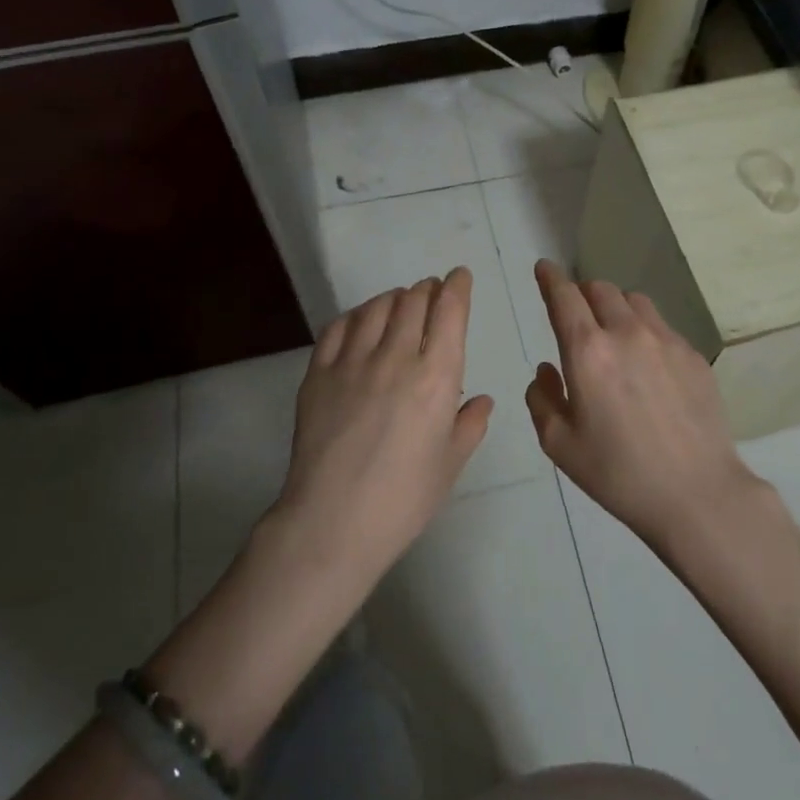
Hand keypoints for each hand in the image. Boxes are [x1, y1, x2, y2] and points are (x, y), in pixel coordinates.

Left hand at [273, 269, 491, 586]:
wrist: (332, 522)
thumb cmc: (403, 499)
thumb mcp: (449, 465)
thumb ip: (469, 425)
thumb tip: (481, 400)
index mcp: (436, 377)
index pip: (449, 311)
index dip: (457, 287)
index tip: (459, 277)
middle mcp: (396, 357)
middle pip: (413, 301)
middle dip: (427, 289)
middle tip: (431, 292)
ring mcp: (353, 361)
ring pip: (376, 307)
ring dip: (393, 297)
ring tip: (399, 302)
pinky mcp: (319, 372)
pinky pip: (339, 327)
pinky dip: (356, 315)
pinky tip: (361, 321)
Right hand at [526, 259, 761, 548]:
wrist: (697, 493)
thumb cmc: (618, 474)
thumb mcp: (560, 444)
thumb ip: (542, 399)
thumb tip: (547, 370)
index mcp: (587, 351)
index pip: (564, 296)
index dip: (550, 277)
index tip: (544, 268)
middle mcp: (626, 332)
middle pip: (600, 289)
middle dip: (582, 292)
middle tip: (577, 312)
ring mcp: (665, 340)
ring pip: (634, 300)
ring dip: (615, 305)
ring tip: (613, 331)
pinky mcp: (693, 355)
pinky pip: (661, 325)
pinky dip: (644, 328)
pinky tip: (647, 362)